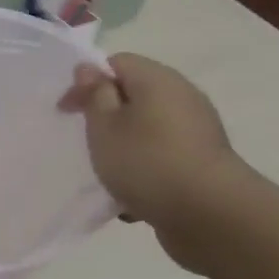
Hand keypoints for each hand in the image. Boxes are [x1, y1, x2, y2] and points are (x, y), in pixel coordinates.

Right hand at [59, 53, 255, 272]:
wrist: (211, 215)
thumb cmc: (147, 162)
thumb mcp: (104, 126)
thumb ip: (95, 95)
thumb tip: (90, 69)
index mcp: (157, 80)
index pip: (117, 63)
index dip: (87, 82)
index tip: (67, 112)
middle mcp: (182, 97)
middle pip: (135, 95)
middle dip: (106, 116)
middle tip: (85, 140)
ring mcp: (197, 131)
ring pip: (147, 129)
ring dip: (124, 146)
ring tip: (106, 173)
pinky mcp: (203, 162)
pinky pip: (163, 157)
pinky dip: (144, 170)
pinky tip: (131, 198)